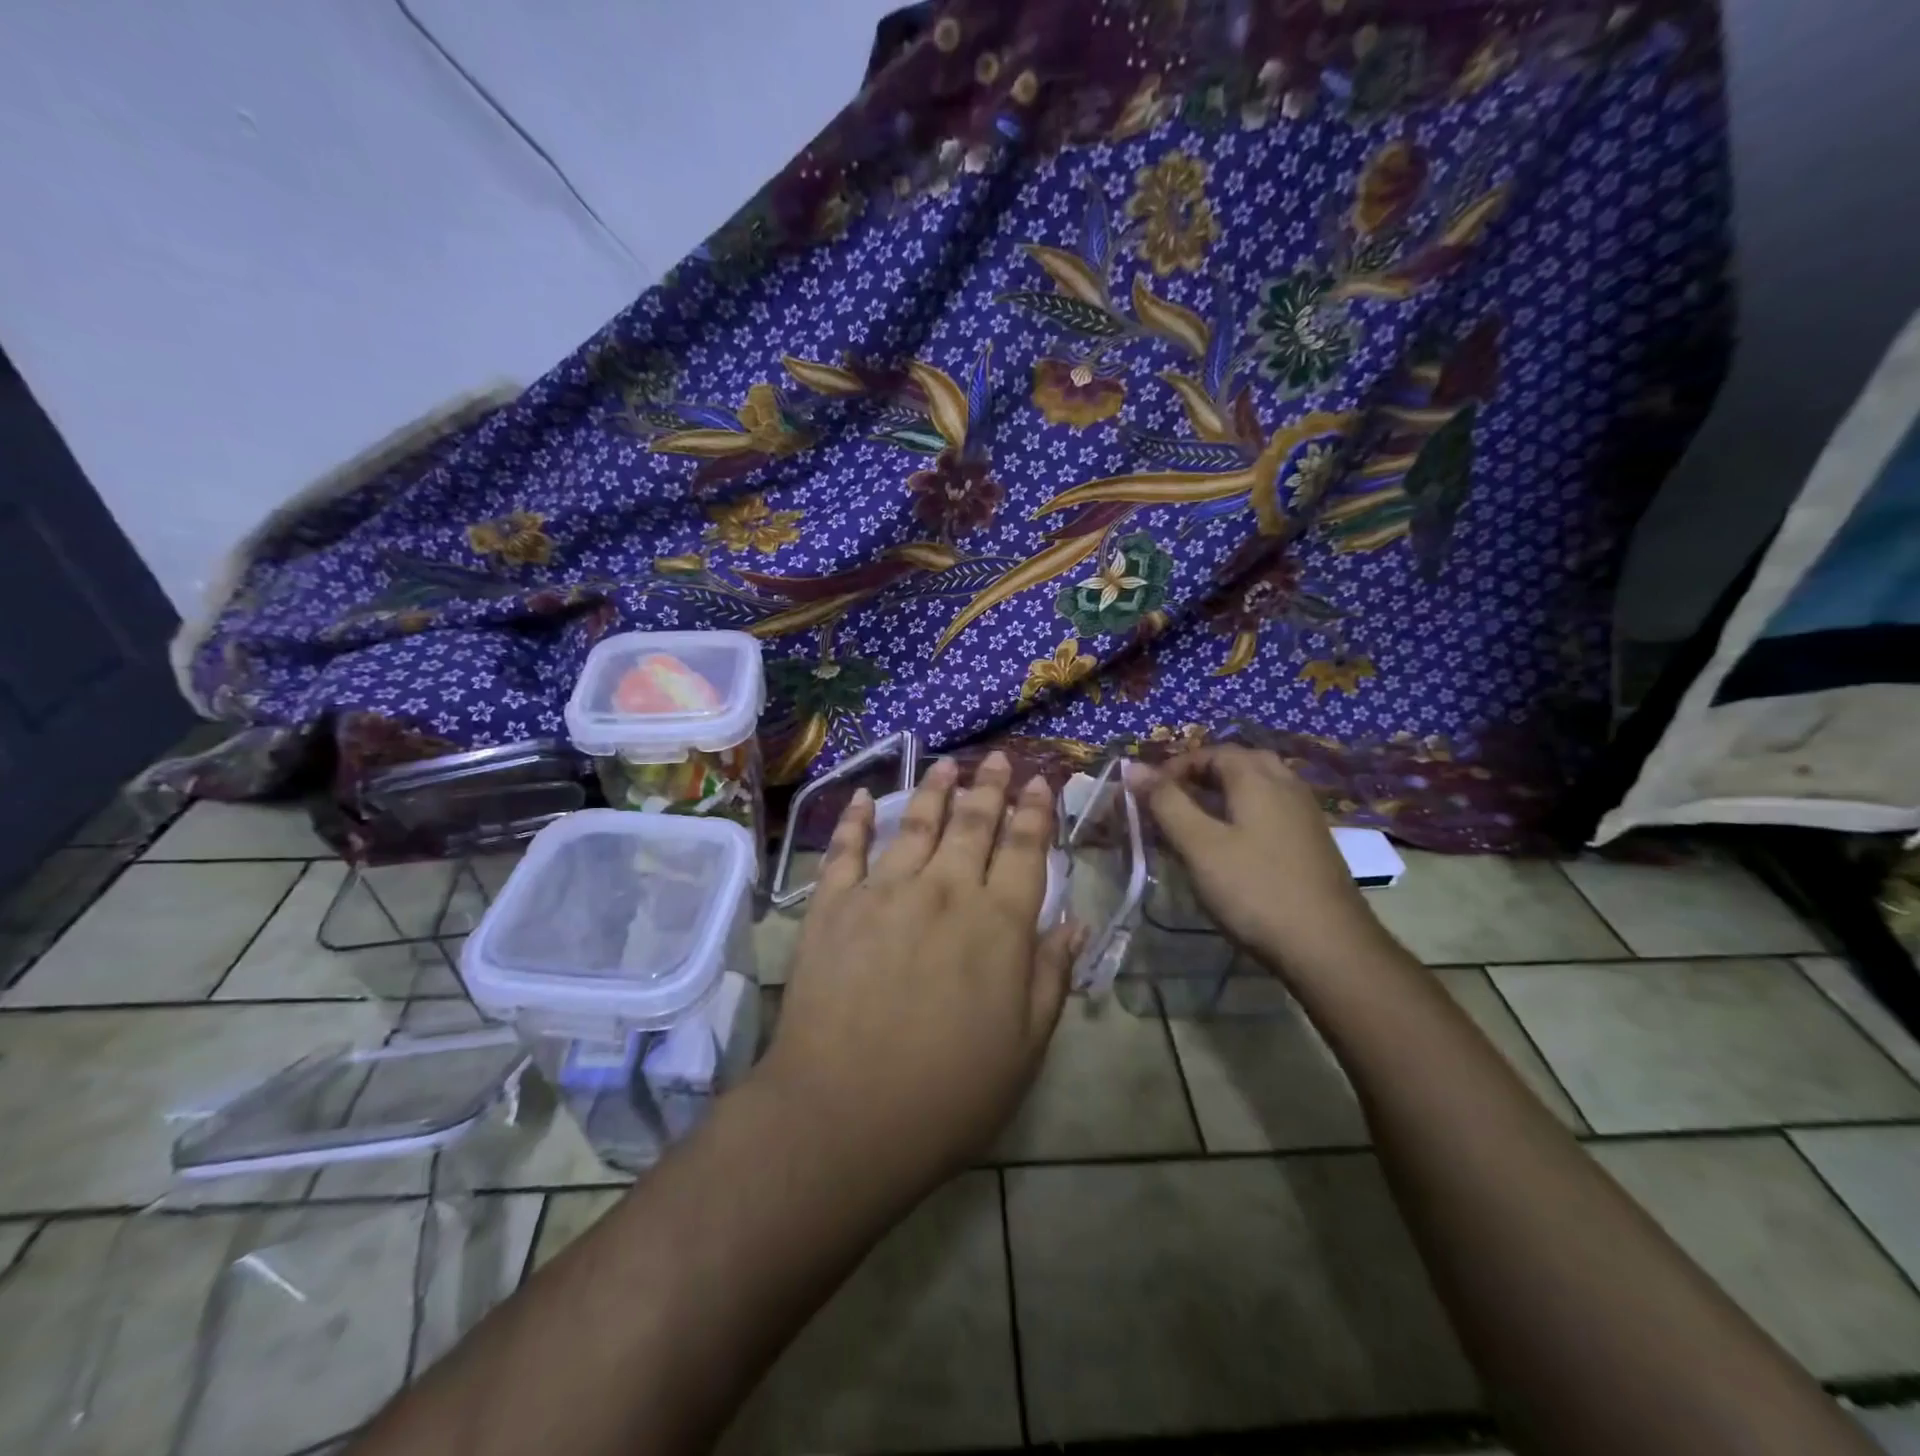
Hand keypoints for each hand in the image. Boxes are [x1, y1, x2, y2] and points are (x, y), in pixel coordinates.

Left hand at [758, 752, 1080, 1202]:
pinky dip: (854, 820)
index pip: (1024, 849)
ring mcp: (883, 892)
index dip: (1035, 812)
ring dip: (935, 791)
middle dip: (989, 788)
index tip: (1040, 781)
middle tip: (998, 759)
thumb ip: (1050, 976)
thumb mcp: (1025, 1046)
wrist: (844, 1115)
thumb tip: (1072, 922)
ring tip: (947, 766)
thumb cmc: (948, 1092)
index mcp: (997, 923)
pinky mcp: (832, 906)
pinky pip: (845, 850)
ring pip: (915, 824)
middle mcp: (944, 891)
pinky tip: (863, 799)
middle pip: (973, 824)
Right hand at [1127, 745, 1388, 978]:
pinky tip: (1231, 848)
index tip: (1147, 795)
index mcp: (1257, 778)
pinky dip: (1244, 815)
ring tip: (1195, 824)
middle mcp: (1286, 785)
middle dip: (1201, 776)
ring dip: (1223, 795)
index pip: (1211, 752)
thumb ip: (1165, 803)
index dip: (1174, 768)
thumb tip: (1134, 767)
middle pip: (1239, 763)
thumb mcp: (1199, 846)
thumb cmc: (1255, 890)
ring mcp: (1305, 814)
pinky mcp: (1313, 843)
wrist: (1330, 948)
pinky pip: (1272, 811)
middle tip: (1172, 802)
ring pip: (1258, 787)